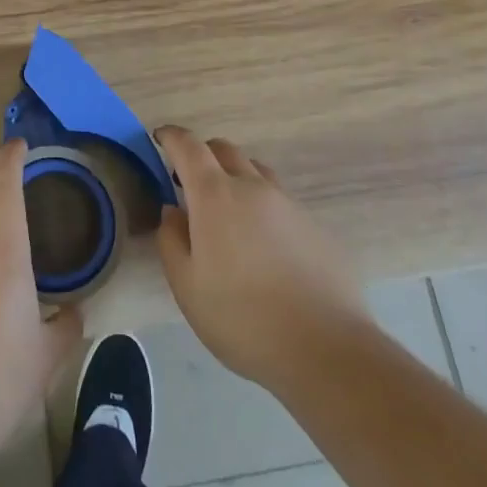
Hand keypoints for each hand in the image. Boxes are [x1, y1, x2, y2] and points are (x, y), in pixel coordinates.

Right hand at [155, 125, 368, 395]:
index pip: (188, 146)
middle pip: (223, 150)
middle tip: (189, 184)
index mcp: (215, 195)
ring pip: (255, 172)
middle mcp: (253, 187)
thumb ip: (171, 240)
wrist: (326, 350)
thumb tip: (172, 211)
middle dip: (202, 156)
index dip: (171, 136)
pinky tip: (264, 249)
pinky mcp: (314, 226)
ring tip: (228, 215)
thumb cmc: (243, 319)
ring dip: (234, 178)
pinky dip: (262, 208)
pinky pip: (280, 202)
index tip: (159, 138)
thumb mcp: (187, 287)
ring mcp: (288, 204)